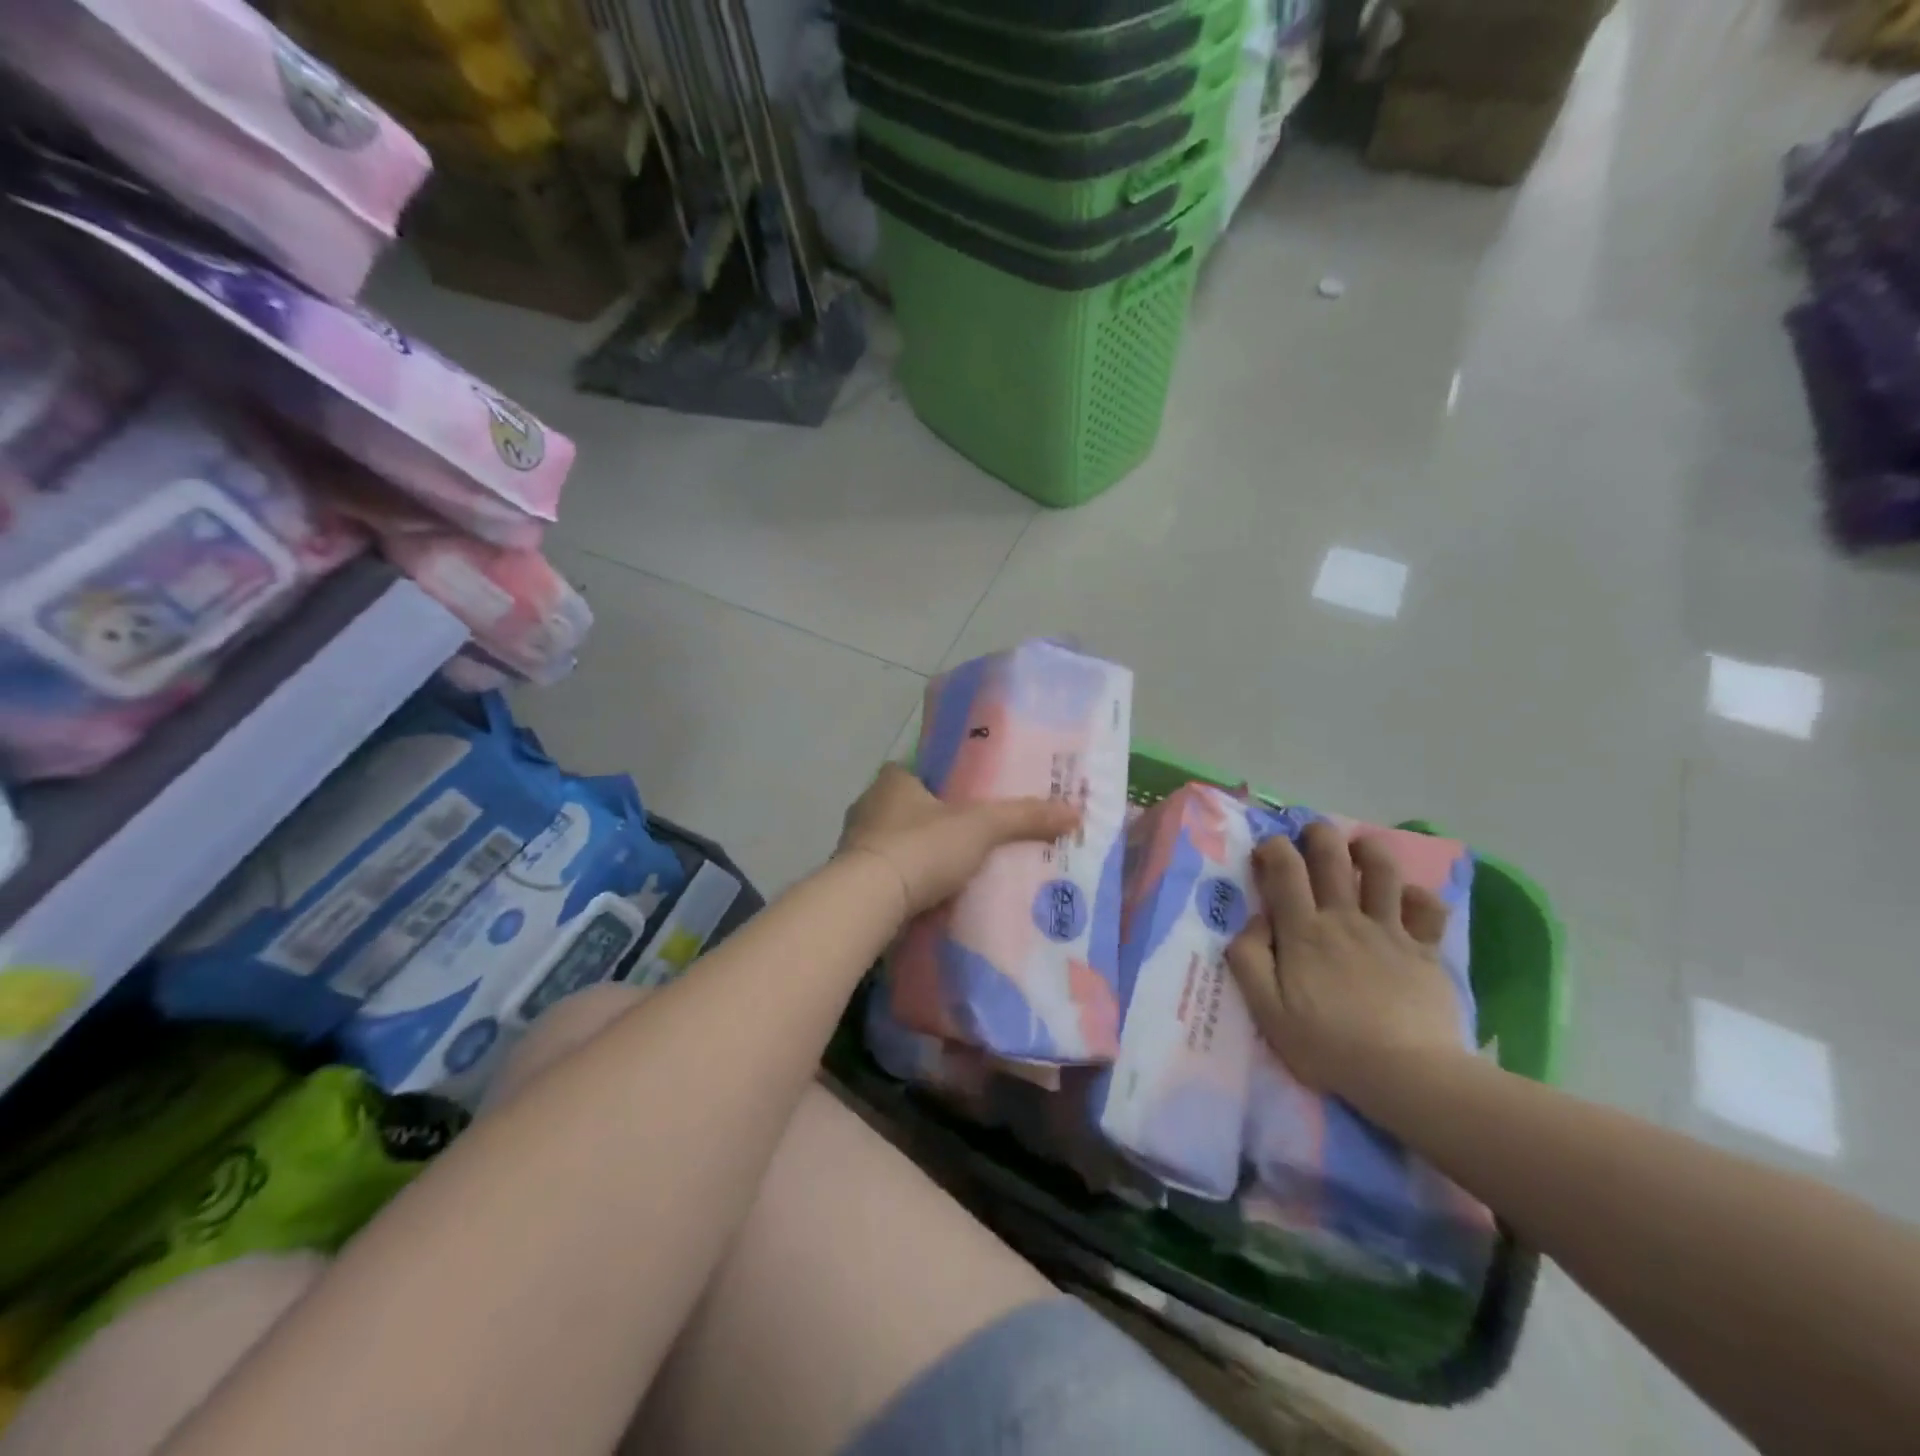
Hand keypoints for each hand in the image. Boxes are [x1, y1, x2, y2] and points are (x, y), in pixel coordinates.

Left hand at [837, 763, 1080, 918]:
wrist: (867, 902)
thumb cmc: (921, 847)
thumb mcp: (981, 827)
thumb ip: (1023, 817)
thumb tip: (1075, 812)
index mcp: (892, 781)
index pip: (915, 771)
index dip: (939, 782)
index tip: (965, 800)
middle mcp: (867, 806)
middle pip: (905, 808)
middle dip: (930, 822)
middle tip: (966, 838)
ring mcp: (854, 845)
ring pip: (893, 843)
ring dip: (916, 855)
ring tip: (952, 871)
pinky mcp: (850, 882)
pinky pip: (885, 876)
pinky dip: (904, 884)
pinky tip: (927, 898)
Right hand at [1225, 821, 1467, 1099]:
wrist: (1407, 1075)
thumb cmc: (1328, 1045)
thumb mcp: (1267, 1010)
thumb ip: (1248, 959)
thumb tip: (1254, 921)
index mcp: (1303, 931)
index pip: (1284, 868)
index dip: (1273, 847)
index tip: (1266, 851)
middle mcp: (1344, 918)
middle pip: (1332, 855)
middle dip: (1319, 834)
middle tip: (1311, 835)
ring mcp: (1389, 931)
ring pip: (1382, 869)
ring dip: (1368, 849)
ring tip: (1358, 848)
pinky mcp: (1425, 950)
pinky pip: (1427, 908)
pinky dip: (1417, 895)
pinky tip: (1406, 899)